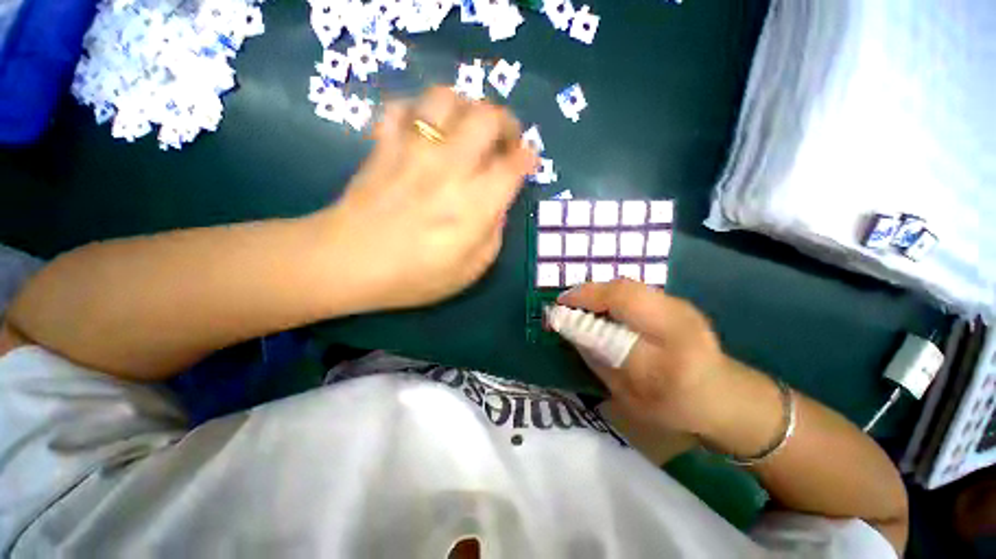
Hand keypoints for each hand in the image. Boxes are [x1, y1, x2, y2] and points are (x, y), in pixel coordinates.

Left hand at [318, 87, 537, 310]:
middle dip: (505, 122)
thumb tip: (498, 207)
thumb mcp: (470, 271)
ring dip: (465, 108)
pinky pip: (401, 108)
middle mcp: (450, 168)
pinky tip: (423, 132)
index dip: (528, 157)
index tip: (528, 160)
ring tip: (466, 129)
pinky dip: (417, 113)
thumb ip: (493, 235)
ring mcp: (414, 151)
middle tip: (504, 140)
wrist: (347, 265)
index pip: (514, 164)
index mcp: (476, 203)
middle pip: (487, 117)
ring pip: (446, 99)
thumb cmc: (414, 277)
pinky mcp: (384, 146)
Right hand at [557, 279, 727, 435]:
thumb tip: (570, 329)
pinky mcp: (677, 301)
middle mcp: (679, 327)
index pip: (617, 335)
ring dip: (597, 291)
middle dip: (588, 293)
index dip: (583, 318)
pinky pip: (635, 288)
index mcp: (669, 365)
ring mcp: (681, 308)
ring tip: (579, 302)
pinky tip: (600, 303)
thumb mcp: (629, 397)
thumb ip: (598, 360)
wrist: (725, 395)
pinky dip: (610, 291)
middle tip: (565, 303)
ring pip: (628, 285)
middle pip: (625, 293)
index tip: (557, 311)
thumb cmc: (674, 407)